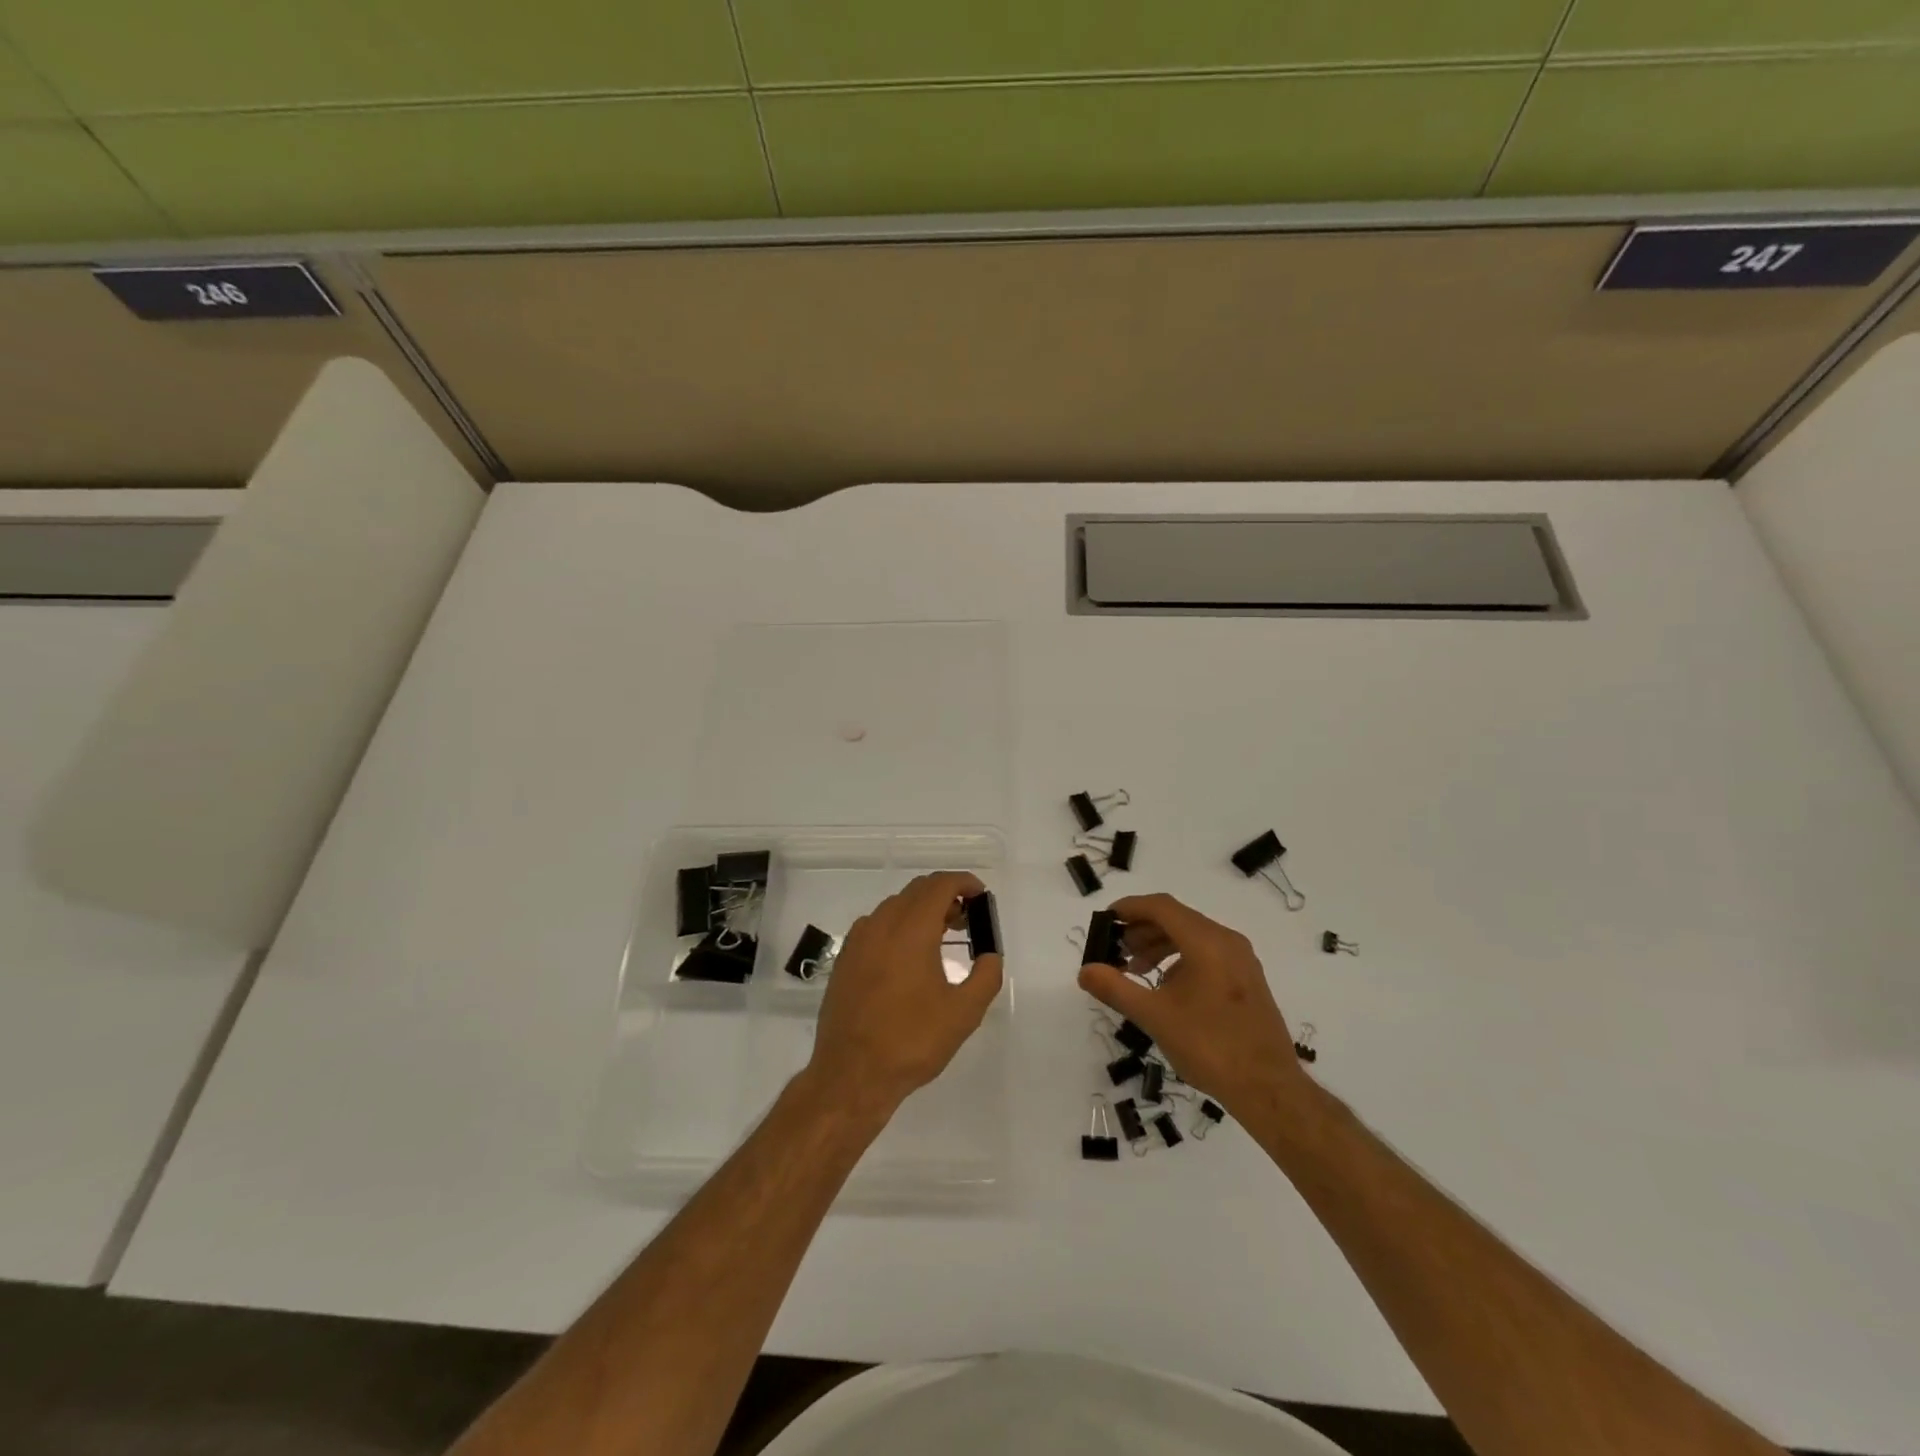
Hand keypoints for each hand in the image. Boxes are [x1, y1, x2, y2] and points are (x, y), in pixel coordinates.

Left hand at [808, 872, 1004, 1118]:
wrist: (851, 1075)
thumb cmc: (911, 1041)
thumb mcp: (964, 1013)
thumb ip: (986, 976)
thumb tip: (990, 955)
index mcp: (911, 930)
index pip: (940, 885)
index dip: (964, 883)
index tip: (981, 897)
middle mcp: (881, 924)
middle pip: (917, 891)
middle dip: (945, 896)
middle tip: (967, 920)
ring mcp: (858, 940)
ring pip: (895, 906)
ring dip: (921, 911)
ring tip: (941, 938)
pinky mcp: (845, 958)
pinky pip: (876, 925)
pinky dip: (899, 926)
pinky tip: (908, 958)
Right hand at [1079, 892, 1308, 1112]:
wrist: (1269, 1089)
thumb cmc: (1209, 1047)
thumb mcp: (1155, 1017)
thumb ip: (1116, 988)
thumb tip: (1085, 971)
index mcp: (1207, 942)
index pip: (1161, 907)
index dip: (1130, 907)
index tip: (1105, 920)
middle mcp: (1227, 941)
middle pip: (1177, 918)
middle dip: (1142, 930)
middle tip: (1116, 951)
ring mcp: (1241, 960)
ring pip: (1192, 936)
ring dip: (1159, 945)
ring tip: (1136, 970)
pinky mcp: (1247, 980)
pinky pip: (1207, 953)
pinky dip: (1180, 959)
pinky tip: (1166, 987)